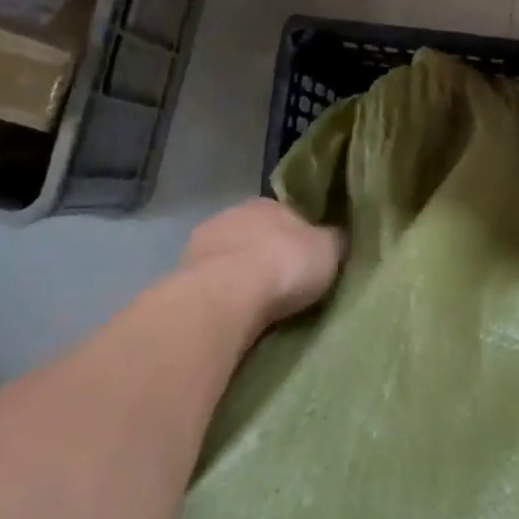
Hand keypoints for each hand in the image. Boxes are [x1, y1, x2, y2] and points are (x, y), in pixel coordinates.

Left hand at [181, 199, 345, 333]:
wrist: (226, 297)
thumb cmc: (285, 264)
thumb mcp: (328, 250)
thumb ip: (334, 240)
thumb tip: (338, 237)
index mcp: (268, 203)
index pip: (288, 215)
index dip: (300, 237)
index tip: (308, 260)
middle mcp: (232, 215)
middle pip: (256, 235)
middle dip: (267, 255)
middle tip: (285, 285)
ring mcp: (201, 244)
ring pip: (230, 259)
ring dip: (240, 276)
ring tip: (258, 306)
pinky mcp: (181, 276)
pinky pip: (211, 285)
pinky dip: (221, 296)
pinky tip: (234, 315)